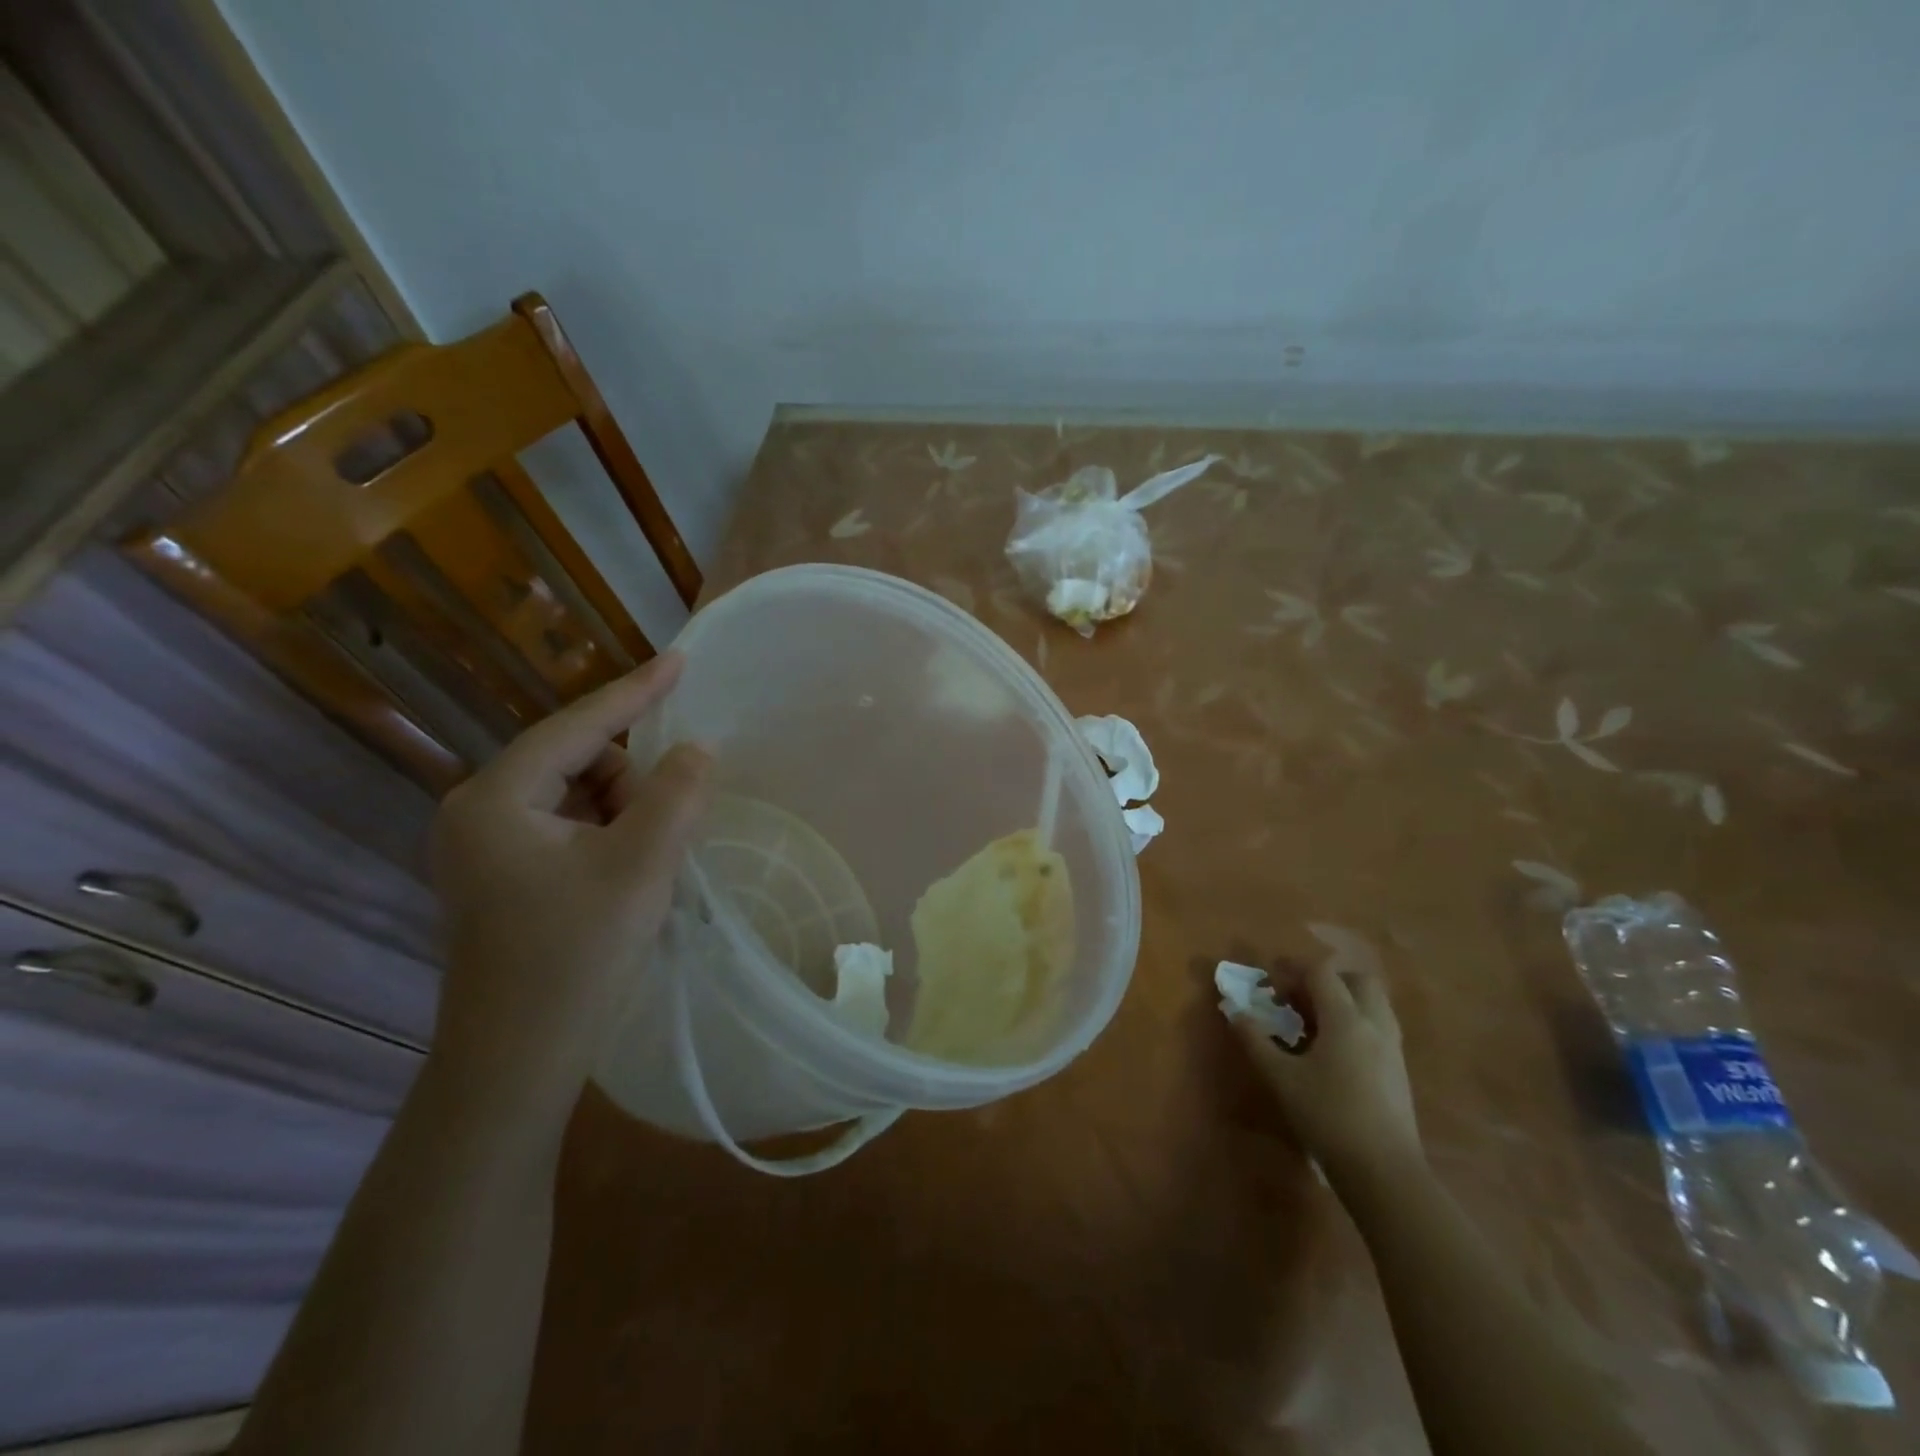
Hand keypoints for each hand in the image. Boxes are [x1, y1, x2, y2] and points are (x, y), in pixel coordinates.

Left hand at [427, 655, 711, 1119]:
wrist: (516, 1064)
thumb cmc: (575, 958)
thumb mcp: (641, 867)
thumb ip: (676, 795)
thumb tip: (695, 750)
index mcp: (496, 799)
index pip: (577, 727)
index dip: (635, 691)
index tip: (680, 659)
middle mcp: (478, 812)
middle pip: (578, 763)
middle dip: (631, 784)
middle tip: (664, 833)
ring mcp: (484, 848)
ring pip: (577, 797)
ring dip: (623, 815)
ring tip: (645, 867)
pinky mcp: (500, 877)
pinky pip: (568, 829)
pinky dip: (607, 837)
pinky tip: (624, 877)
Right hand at [1233, 959, 1422, 1187]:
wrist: (1384, 1171)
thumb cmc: (1327, 1116)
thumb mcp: (1281, 1078)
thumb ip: (1255, 1040)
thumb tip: (1234, 1011)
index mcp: (1345, 1019)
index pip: (1322, 972)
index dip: (1293, 970)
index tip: (1271, 984)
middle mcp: (1374, 1024)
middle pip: (1357, 980)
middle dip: (1327, 980)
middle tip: (1298, 998)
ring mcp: (1392, 1047)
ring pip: (1373, 1003)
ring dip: (1344, 1000)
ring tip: (1314, 1024)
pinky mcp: (1399, 1070)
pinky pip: (1378, 1027)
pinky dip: (1356, 1023)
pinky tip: (1334, 1052)